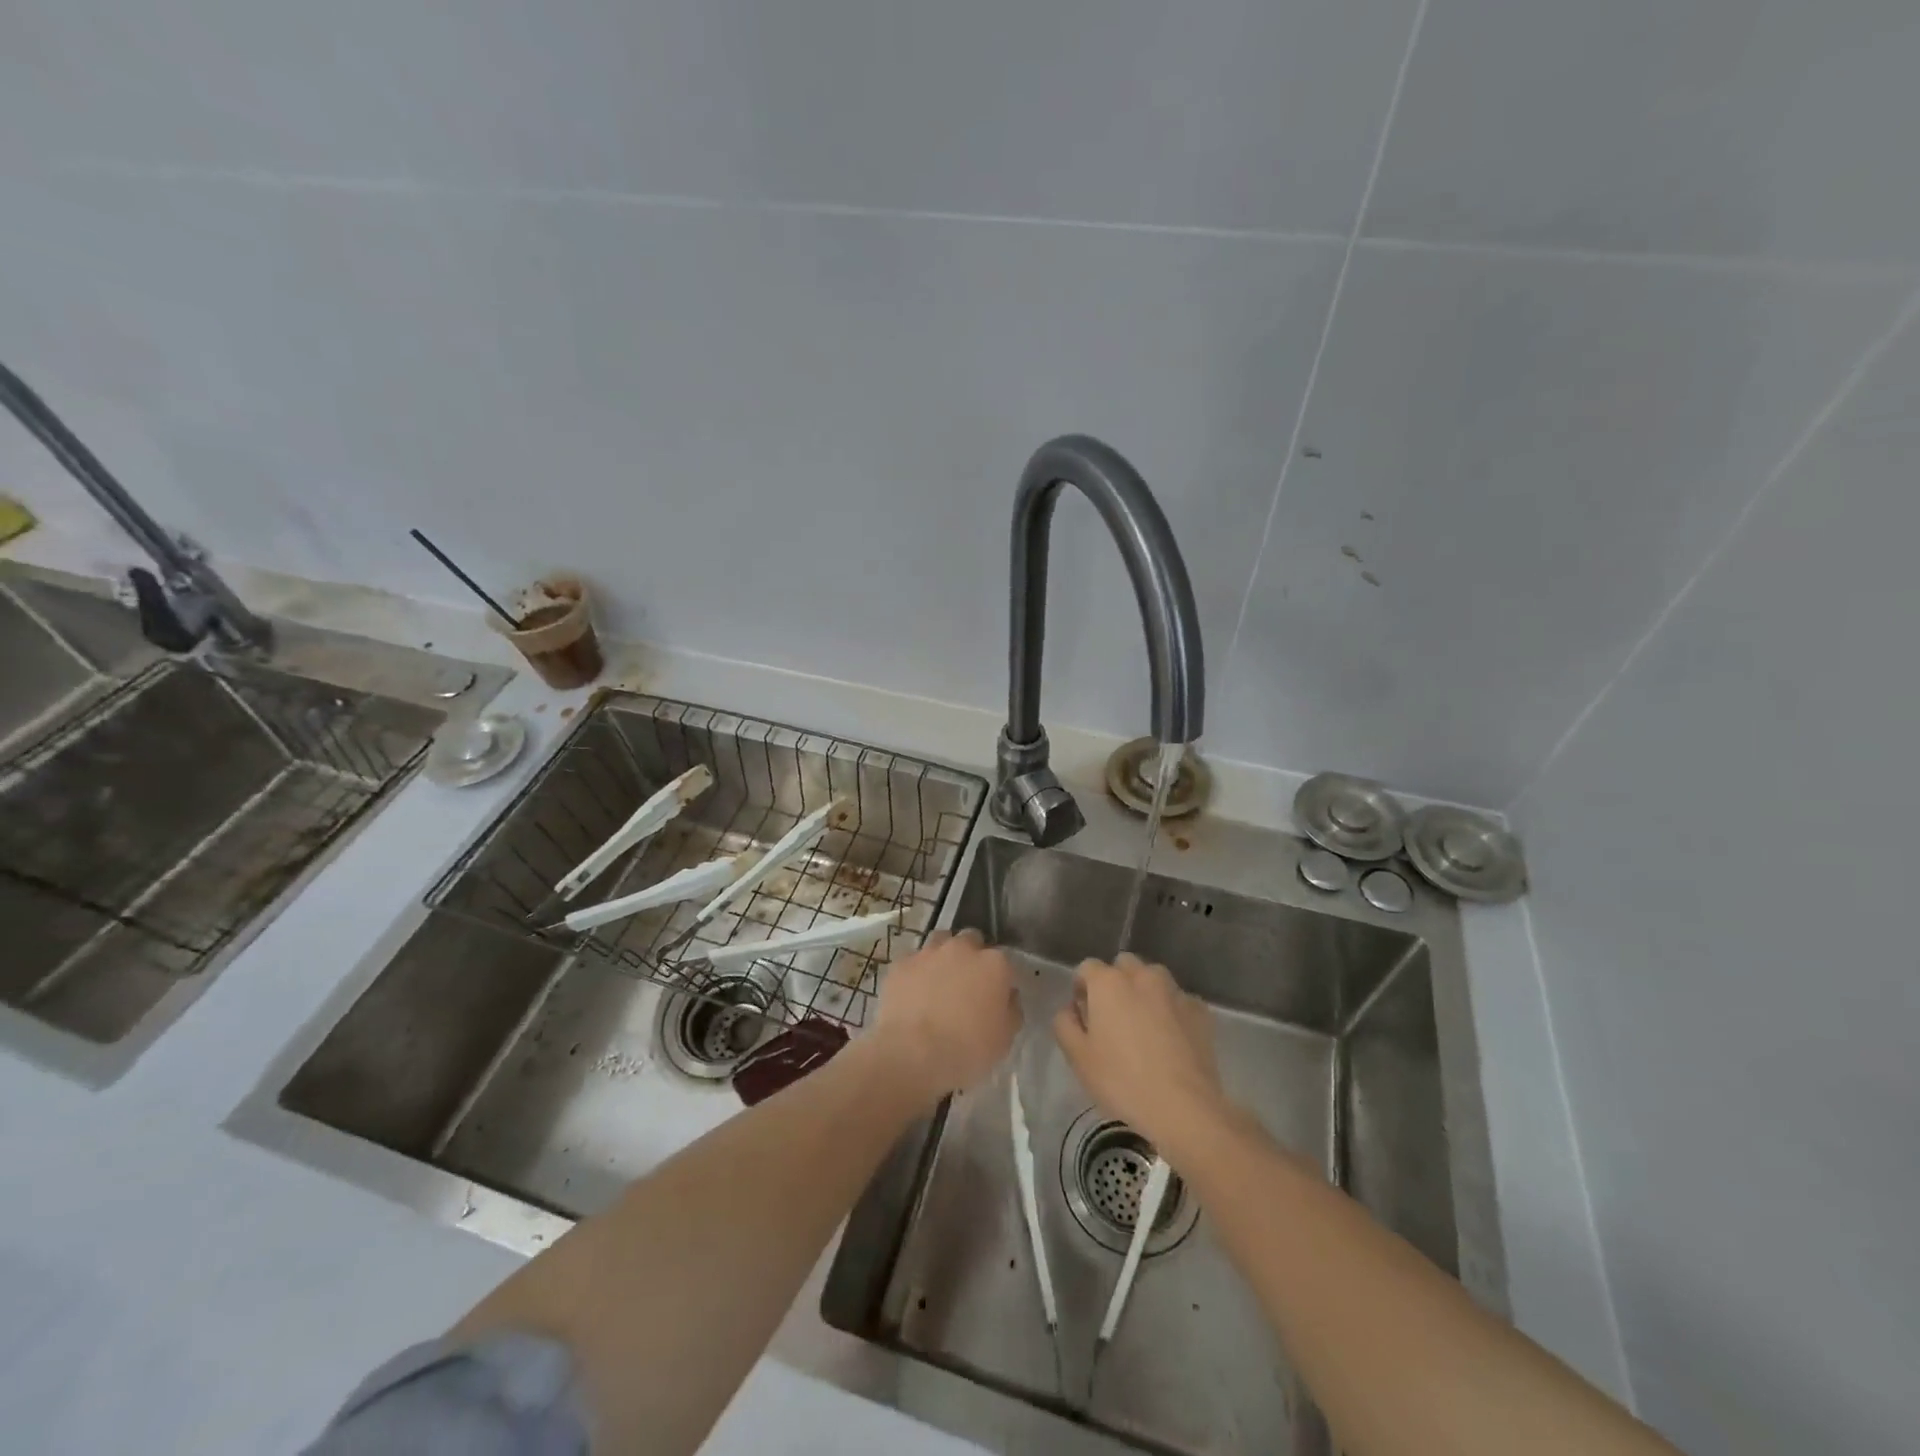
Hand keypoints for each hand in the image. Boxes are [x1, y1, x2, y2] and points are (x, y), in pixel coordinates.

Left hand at [870, 929, 1020, 1101]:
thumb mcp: (1005, 1038)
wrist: (913, 1054)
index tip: (994, 996)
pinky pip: (913, 961)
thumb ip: (1011, 1009)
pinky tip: (913, 993)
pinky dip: (916, 972)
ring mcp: (929, 952)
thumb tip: (1008, 996)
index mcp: (994, 964)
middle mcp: (963, 949)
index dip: (998, 978)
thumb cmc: (967, 1050)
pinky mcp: (901, 964)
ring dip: (943, 956)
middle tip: (966, 984)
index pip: (1003, 961)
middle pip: (971, 941)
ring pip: (940, 941)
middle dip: (971, 956)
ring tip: (939, 982)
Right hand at [1053, 953, 1229, 1156]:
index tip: (1084, 1015)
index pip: (1087, 968)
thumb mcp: (1078, 1058)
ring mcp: (1175, 991)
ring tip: (1145, 1027)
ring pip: (1153, 978)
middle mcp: (1142, 976)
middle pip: (1123, 966)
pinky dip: (1171, 1010)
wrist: (1184, 1107)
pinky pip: (1178, 1000)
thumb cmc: (1122, 1081)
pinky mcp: (1200, 1010)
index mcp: (1108, 983)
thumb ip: (1065, 1024)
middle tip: (1113, 1018)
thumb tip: (1071, 1010)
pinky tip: (1171, 1040)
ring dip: (1144, 992)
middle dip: (1115, 983)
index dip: (1082, 988)